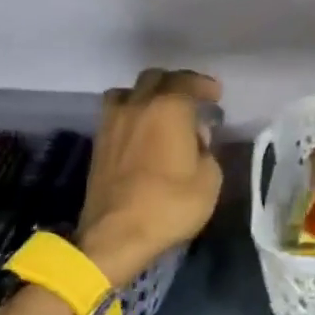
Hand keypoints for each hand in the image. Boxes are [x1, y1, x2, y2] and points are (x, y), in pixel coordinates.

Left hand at [75, 68, 224, 287]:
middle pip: (156, 78)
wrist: (115, 236)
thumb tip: (196, 138)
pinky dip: (130, 112)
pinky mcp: (98, 142)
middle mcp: (138, 105)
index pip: (187, 81)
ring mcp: (113, 121)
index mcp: (169, 107)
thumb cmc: (169, 205)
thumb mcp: (209, 181)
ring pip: (129, 91)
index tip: (216, 95)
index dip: (204, 85)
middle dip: (176, 83)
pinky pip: (115, 111)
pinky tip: (140, 130)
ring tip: (160, 110)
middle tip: (192, 99)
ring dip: (147, 94)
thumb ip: (207, 150)